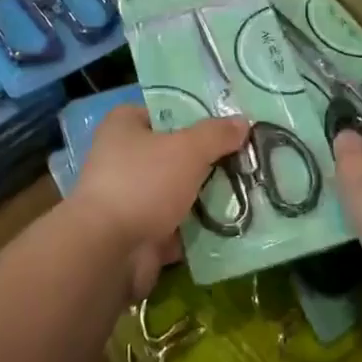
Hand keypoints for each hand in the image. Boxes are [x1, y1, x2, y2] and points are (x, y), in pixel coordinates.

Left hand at [71, 106, 249, 299]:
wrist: (109, 251)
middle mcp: (123, 157)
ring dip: (209, 194)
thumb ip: (216, 134)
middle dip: (210, 158)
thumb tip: (243, 122)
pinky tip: (236, 222)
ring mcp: (131, 196)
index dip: (199, 115)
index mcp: (125, 125)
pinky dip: (201, 226)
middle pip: (176, 151)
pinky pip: (179, 223)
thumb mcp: (187, 149)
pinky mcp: (141, 230)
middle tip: (250, 158)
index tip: (233, 123)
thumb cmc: (143, 183)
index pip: (166, 110)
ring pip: (180, 189)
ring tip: (251, 189)